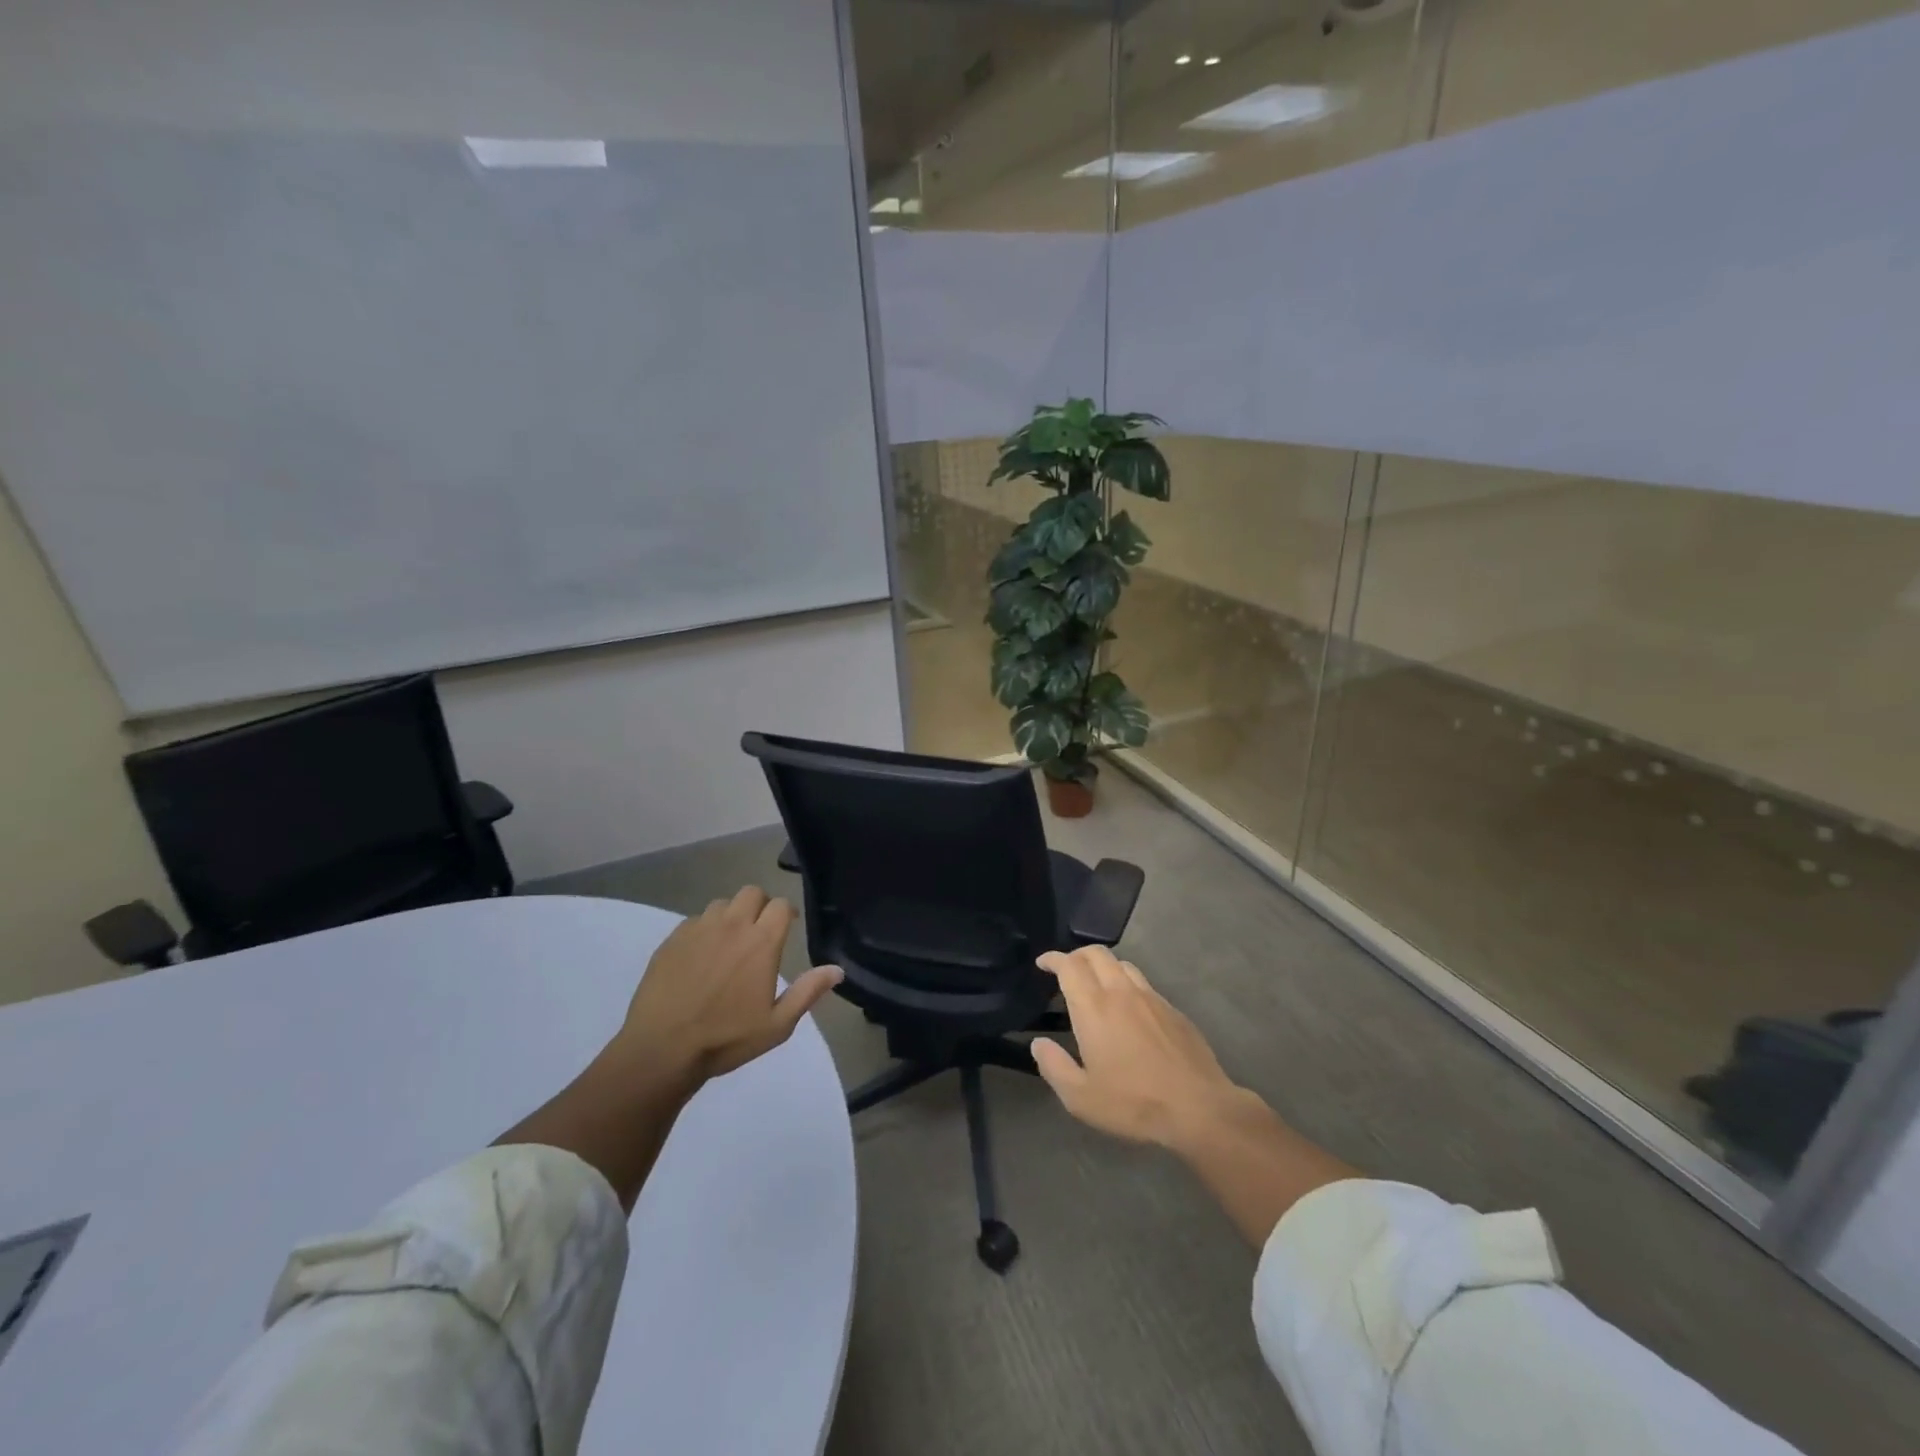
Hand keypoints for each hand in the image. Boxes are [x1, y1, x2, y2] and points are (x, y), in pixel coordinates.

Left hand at [618, 886, 841, 1084]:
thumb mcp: (777, 1025)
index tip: (788, 926)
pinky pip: (694, 921)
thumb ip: (808, 992)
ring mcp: (699, 929)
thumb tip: (837, 969)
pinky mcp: (672, 939)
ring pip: (722, 904)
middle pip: (752, 892)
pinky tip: (700, 956)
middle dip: (760, 905)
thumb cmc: (726, 1039)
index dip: (787, 913)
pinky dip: (704, 930)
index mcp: (762, 942)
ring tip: (729, 941)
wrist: (661, 1049)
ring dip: (731, 916)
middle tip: (759, 931)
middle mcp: (732, 925)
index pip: (781, 905)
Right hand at [1030, 945, 1242, 1147]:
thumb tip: (1039, 1043)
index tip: (1043, 963)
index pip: (1069, 966)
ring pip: (1123, 965)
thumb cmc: (1134, 1103)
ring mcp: (1151, 998)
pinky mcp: (1173, 1010)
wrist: (1199, 1108)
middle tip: (1066, 970)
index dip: (1053, 959)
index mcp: (1094, 1008)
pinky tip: (1130, 1009)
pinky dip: (1127, 984)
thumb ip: (1054, 1067)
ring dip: (1104, 966)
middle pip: (1096, 954)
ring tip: (1097, 985)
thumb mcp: (1081, 1098)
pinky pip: (1144, 984)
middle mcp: (1121, 993)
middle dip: (1077, 955)